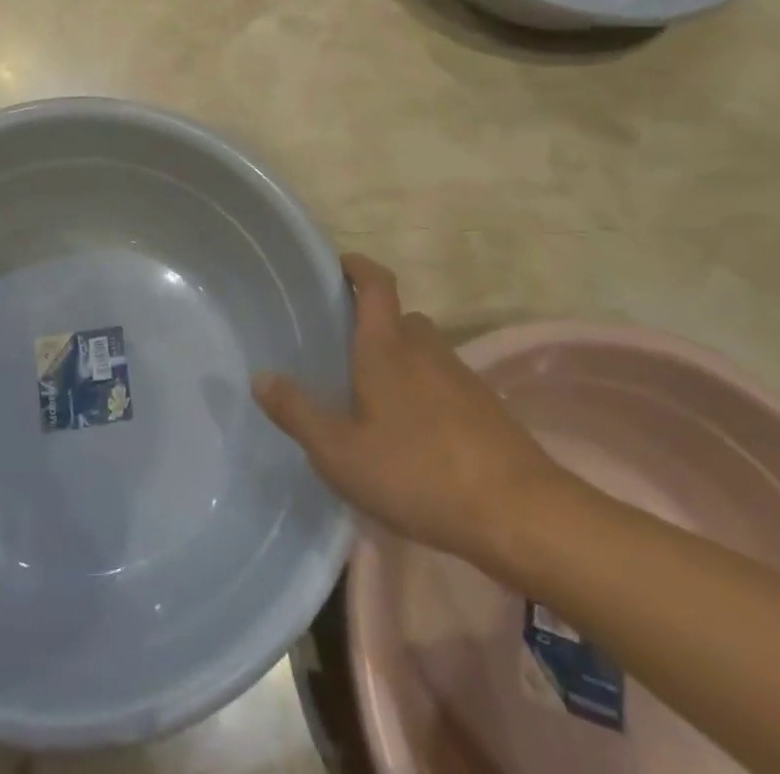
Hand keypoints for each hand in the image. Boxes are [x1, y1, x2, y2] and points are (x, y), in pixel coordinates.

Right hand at [253, 254, 566, 577]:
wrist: (520, 513)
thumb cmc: (418, 472)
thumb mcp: (341, 452)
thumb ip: (298, 412)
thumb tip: (259, 377)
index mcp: (387, 345)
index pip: (376, 283)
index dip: (358, 266)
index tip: (338, 265)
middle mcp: (425, 348)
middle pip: (398, 318)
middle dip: (372, 324)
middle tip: (342, 348)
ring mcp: (460, 375)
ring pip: (422, 351)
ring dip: (399, 360)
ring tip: (371, 396)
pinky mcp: (485, 406)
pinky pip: (442, 381)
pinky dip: (423, 390)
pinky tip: (411, 433)